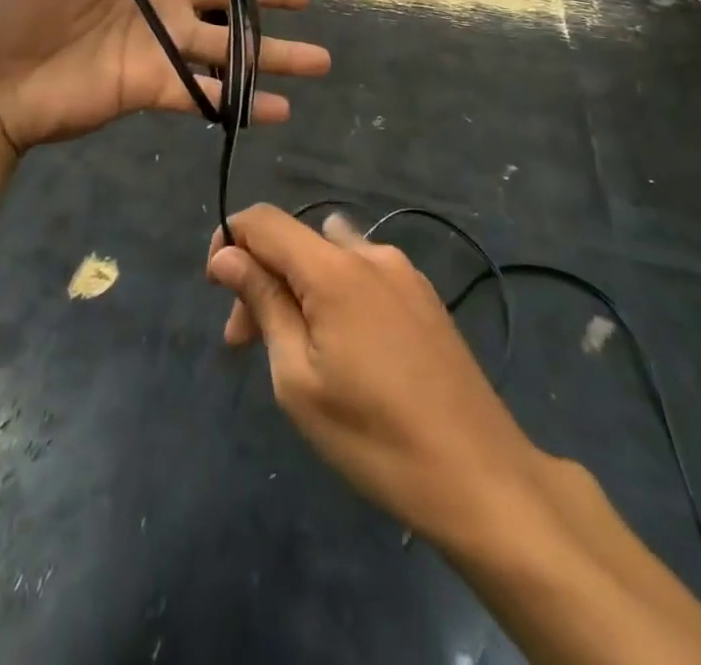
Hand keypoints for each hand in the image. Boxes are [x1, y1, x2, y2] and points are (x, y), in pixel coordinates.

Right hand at [206, 204, 542, 548]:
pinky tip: (343, 348)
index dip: (230, 240)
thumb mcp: (298, 378)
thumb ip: (263, 303)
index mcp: (334, 268)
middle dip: (261, 279)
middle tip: (244, 345)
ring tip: (294, 349)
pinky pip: (362, 274)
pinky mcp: (424, 296)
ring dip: (298, 288)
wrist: (483, 478)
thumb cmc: (375, 436)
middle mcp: (369, 253)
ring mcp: (403, 272)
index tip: (217, 288)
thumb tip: (226, 255)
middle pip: (296, 242)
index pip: (264, 221)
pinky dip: (335, 296)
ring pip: (329, 257)